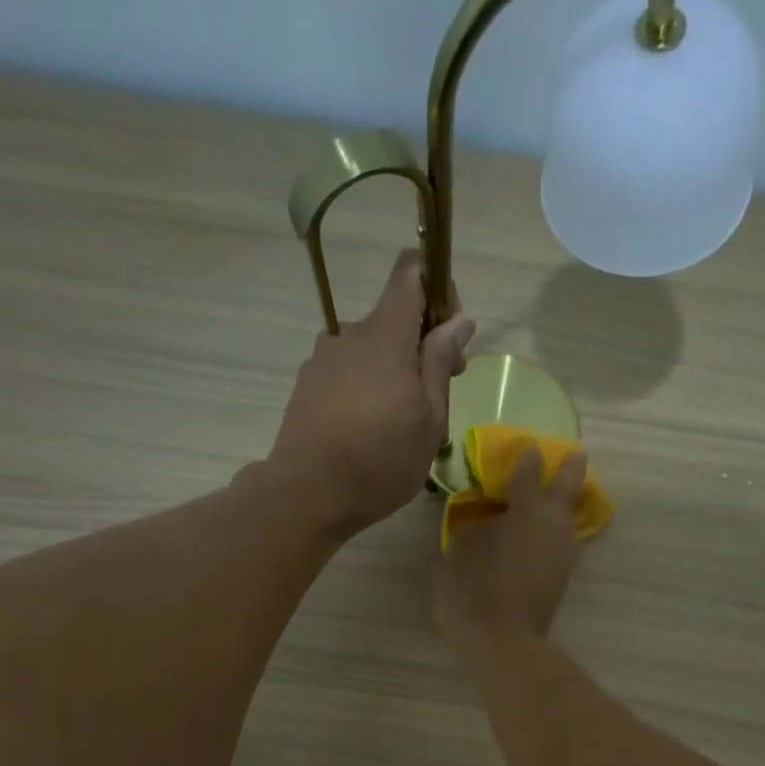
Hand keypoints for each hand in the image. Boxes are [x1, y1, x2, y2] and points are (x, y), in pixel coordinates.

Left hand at [270, 250, 474, 531]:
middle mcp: (349, 335)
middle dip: (419, 349)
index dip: (437, 287)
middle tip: (435, 400)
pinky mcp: (307, 387)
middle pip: (392, 322)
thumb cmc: (381, 458)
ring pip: (369, 354)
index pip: (411, 273)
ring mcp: (322, 360)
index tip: (450, 332)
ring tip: (399, 428)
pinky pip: (347, 376)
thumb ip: (440, 363)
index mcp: (385, 334)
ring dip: (391, 376)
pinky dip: (365, 393)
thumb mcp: (429, 417)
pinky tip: (369, 435)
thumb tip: (458, 322)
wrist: (308, 492)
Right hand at [436, 447, 587, 647]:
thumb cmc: (474, 587)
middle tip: (573, 456)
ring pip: (566, 519)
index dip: (525, 458)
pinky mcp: (561, 579)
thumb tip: (490, 518)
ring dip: (560, 505)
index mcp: (528, 510)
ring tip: (548, 498)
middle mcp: (554, 526)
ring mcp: (563, 554)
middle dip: (569, 470)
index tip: (527, 446)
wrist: (501, 641)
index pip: (528, 473)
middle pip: (567, 489)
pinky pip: (558, 542)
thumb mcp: (461, 547)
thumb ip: (477, 524)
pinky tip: (536, 533)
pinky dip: (550, 532)